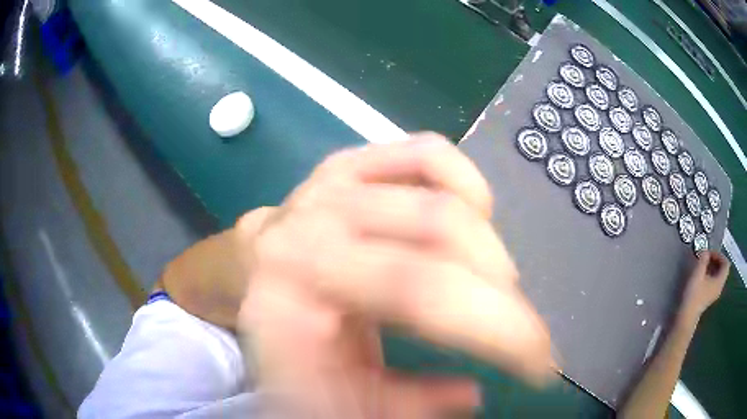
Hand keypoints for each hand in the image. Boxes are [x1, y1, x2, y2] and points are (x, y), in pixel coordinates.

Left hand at [235, 133, 552, 417]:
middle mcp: (312, 220)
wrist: (253, 279)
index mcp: (295, 285)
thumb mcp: (333, 393)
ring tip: (491, 283)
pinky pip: (427, 152)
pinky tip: (472, 217)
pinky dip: (466, 181)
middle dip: (502, 290)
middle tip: (518, 330)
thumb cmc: (285, 340)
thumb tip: (471, 392)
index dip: (498, 328)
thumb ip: (399, 403)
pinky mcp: (353, 161)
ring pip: (441, 187)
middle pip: (441, 232)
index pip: (418, 292)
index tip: (541, 363)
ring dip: (487, 243)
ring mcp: (334, 181)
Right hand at [679, 251, 729, 324]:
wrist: (686, 318)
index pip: (726, 263)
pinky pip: (713, 283)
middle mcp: (719, 287)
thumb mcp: (698, 273)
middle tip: (706, 258)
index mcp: (720, 281)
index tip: (710, 253)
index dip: (719, 255)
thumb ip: (703, 259)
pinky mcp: (708, 298)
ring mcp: (714, 294)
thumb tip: (705, 250)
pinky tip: (701, 276)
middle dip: (715, 261)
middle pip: (722, 270)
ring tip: (703, 265)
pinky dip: (709, 276)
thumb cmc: (694, 295)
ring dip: (712, 268)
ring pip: (717, 276)